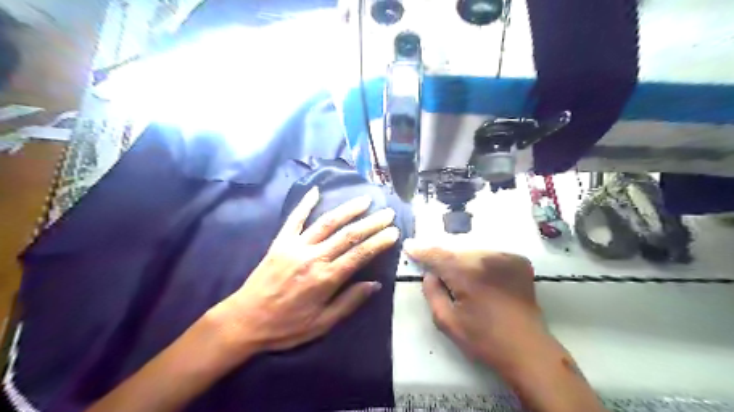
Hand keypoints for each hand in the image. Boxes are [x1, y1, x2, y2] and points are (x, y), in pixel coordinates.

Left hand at [209, 187, 399, 356]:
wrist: (245, 320)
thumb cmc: (286, 327)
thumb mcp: (322, 324)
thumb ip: (349, 302)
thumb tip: (375, 284)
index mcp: (326, 278)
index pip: (360, 254)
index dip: (379, 242)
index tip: (394, 231)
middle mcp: (314, 257)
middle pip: (348, 235)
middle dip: (371, 222)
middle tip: (388, 212)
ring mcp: (296, 246)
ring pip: (327, 222)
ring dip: (348, 209)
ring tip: (365, 200)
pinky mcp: (280, 242)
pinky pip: (294, 219)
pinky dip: (305, 203)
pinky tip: (316, 190)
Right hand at [403, 236, 552, 372]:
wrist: (527, 349)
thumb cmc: (484, 339)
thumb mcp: (447, 322)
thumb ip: (432, 293)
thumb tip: (429, 274)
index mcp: (467, 274)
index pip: (437, 255)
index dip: (422, 250)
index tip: (409, 245)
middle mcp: (487, 258)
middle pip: (455, 250)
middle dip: (443, 257)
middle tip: (436, 268)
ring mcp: (506, 257)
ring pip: (473, 251)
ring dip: (462, 259)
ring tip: (461, 277)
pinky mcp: (519, 261)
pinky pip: (490, 255)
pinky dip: (481, 262)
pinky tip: (482, 278)